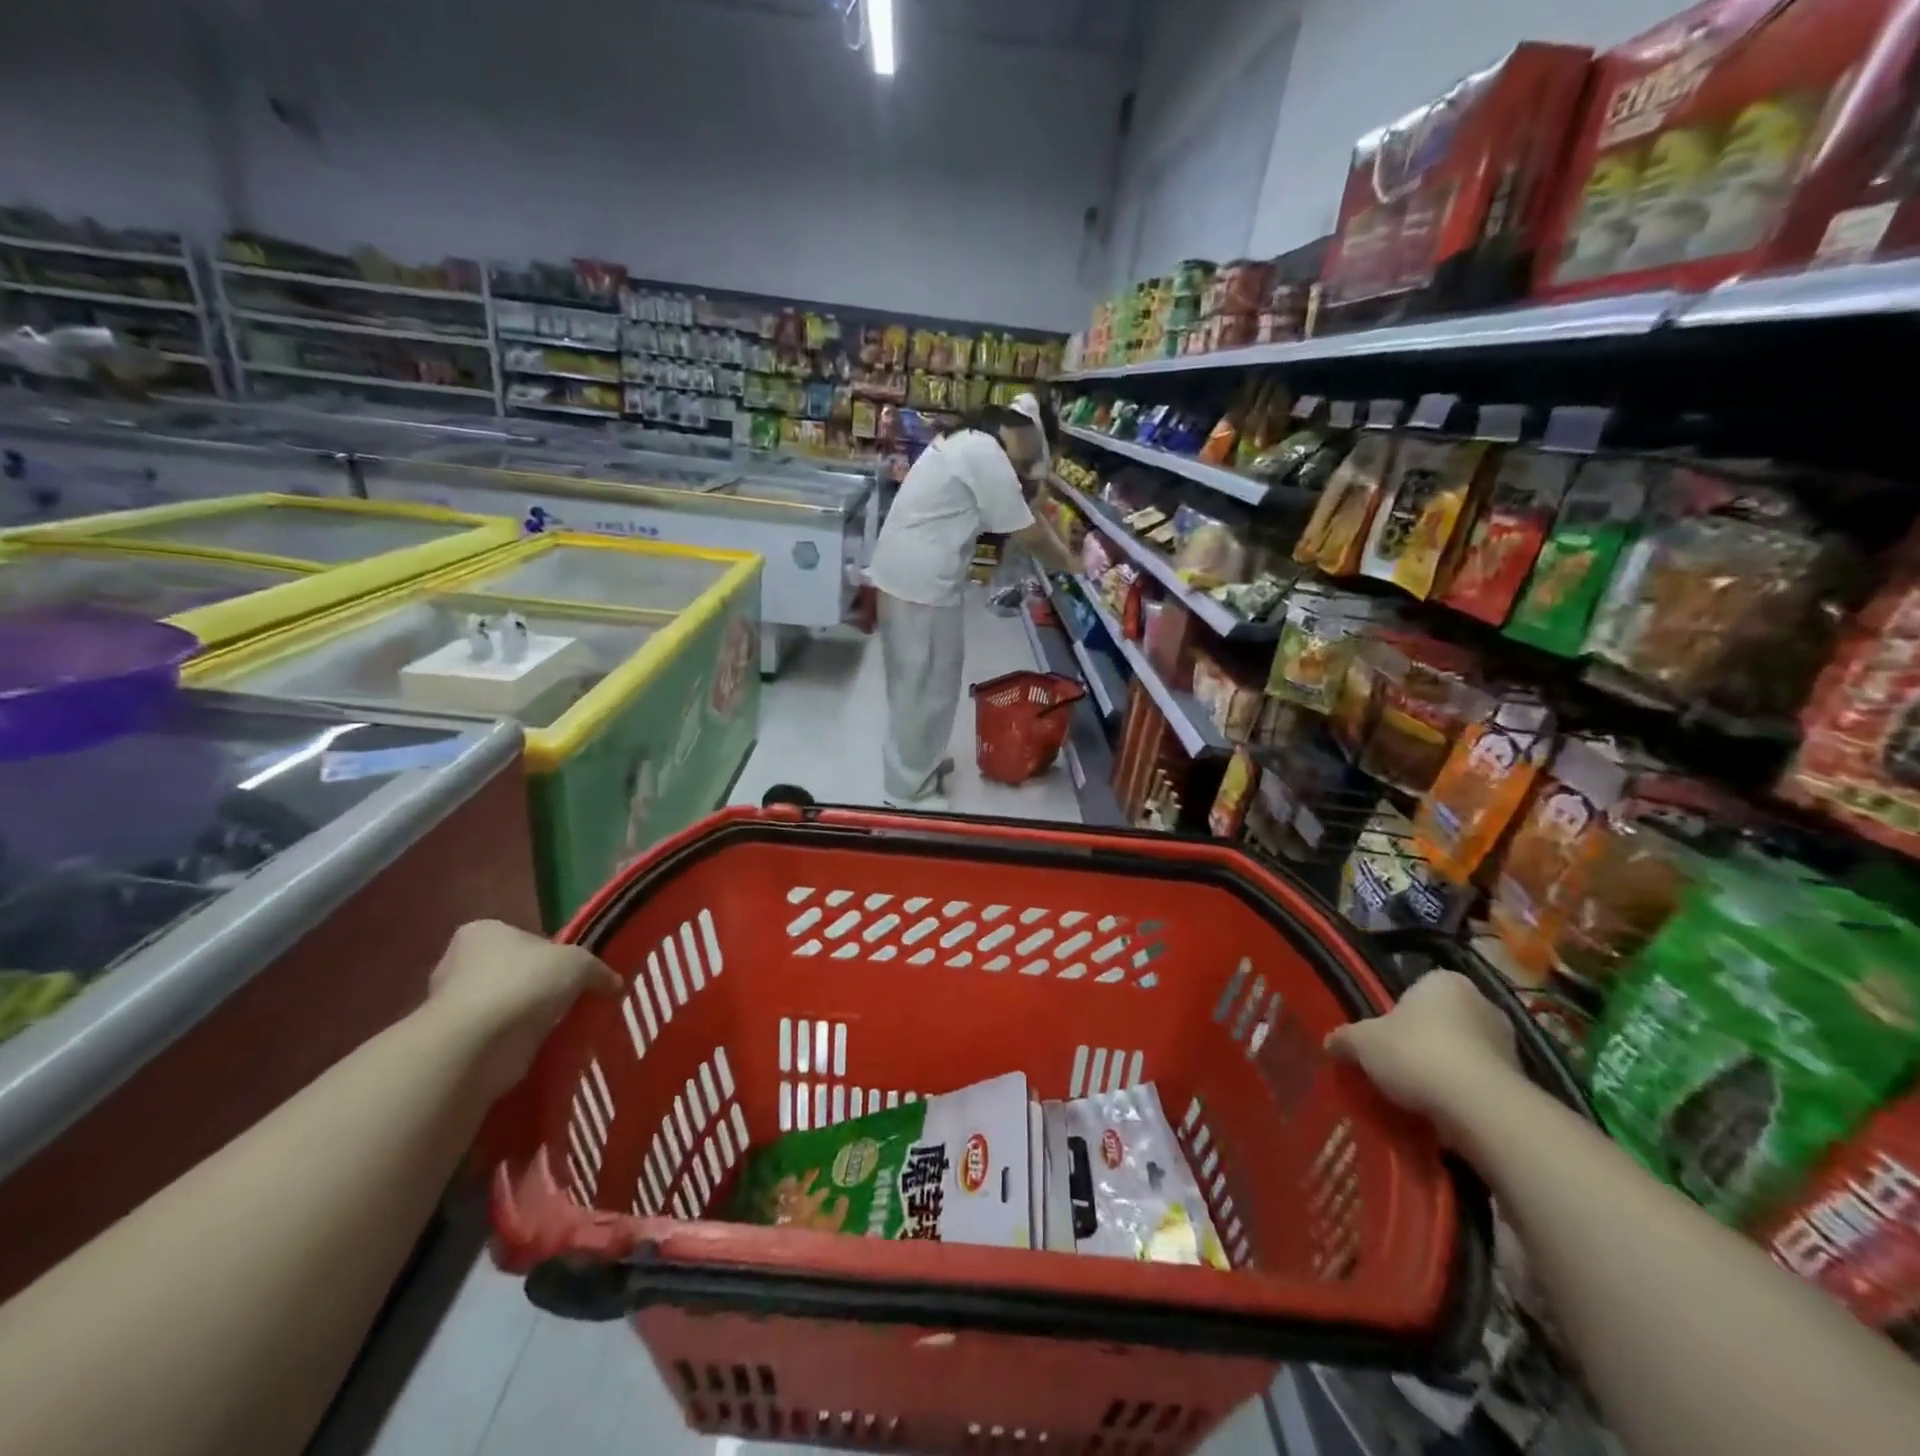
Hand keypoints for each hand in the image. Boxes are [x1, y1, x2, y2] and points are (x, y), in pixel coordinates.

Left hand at [428, 921, 619, 1096]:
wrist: (476, 1046)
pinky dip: (515, 1043)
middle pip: (513, 972)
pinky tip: (541, 1048)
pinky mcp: (454, 1043)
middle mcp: (458, 964)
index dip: (551, 954)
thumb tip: (614, 984)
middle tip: (570, 1001)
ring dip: (527, 1018)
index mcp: (482, 932)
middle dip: (538, 988)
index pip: (523, 937)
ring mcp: (451, 1006)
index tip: (571, 973)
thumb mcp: (579, 963)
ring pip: (505, 1006)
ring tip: (560, 1028)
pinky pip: (496, 1037)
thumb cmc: (523, 984)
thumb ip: (598, 970)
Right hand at [1326, 972, 1523, 1144]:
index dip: (1396, 1014)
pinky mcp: (1521, 1084)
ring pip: (1463, 1054)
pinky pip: (1480, 1084)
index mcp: (1445, 981)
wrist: (1479, 1107)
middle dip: (1423, 1042)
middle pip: (1441, 1021)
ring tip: (1416, 1095)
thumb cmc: (1415, 1053)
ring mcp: (1508, 1044)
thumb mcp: (1361, 1042)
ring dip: (1444, 1071)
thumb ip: (1344, 1039)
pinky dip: (1463, 1096)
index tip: (1383, 1037)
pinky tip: (1441, 1113)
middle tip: (1395, 1066)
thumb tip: (1330, 1043)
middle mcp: (1482, 1003)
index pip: (1416, 989)